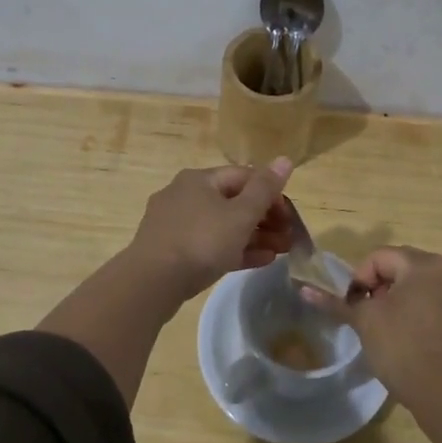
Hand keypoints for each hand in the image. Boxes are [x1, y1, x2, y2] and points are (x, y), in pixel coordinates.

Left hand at [125, 159, 293, 300]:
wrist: (151, 283)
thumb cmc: (201, 241)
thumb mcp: (240, 215)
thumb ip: (264, 189)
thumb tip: (285, 159)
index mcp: (199, 179)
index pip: (244, 176)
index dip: (271, 193)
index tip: (290, 216)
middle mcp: (185, 195)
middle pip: (233, 201)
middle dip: (265, 219)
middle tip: (289, 238)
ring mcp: (176, 224)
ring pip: (223, 225)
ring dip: (255, 236)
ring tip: (281, 252)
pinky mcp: (172, 250)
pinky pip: (210, 244)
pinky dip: (235, 250)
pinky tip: (260, 261)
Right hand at [303, 245, 441, 401]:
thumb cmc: (403, 348)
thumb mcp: (365, 322)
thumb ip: (336, 302)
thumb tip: (304, 290)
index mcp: (424, 263)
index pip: (379, 257)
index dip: (359, 279)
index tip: (352, 307)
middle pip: (400, 266)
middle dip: (378, 287)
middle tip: (366, 316)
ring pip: (417, 284)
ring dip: (396, 298)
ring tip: (384, 327)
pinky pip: (434, 300)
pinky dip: (416, 309)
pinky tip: (406, 335)